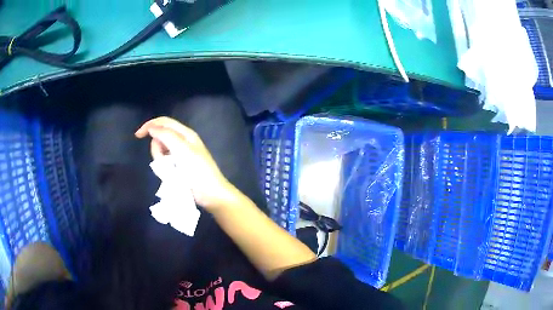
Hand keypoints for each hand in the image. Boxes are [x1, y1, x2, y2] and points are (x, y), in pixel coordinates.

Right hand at [135, 117, 234, 210]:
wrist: (210, 194)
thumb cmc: (198, 171)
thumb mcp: (182, 151)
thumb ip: (166, 136)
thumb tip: (152, 127)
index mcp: (185, 134)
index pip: (164, 122)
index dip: (150, 125)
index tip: (137, 135)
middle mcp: (182, 141)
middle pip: (160, 138)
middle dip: (157, 149)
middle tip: (165, 162)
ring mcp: (180, 155)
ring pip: (161, 152)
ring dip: (161, 161)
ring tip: (171, 172)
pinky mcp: (178, 166)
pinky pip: (164, 163)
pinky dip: (164, 168)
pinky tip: (171, 176)